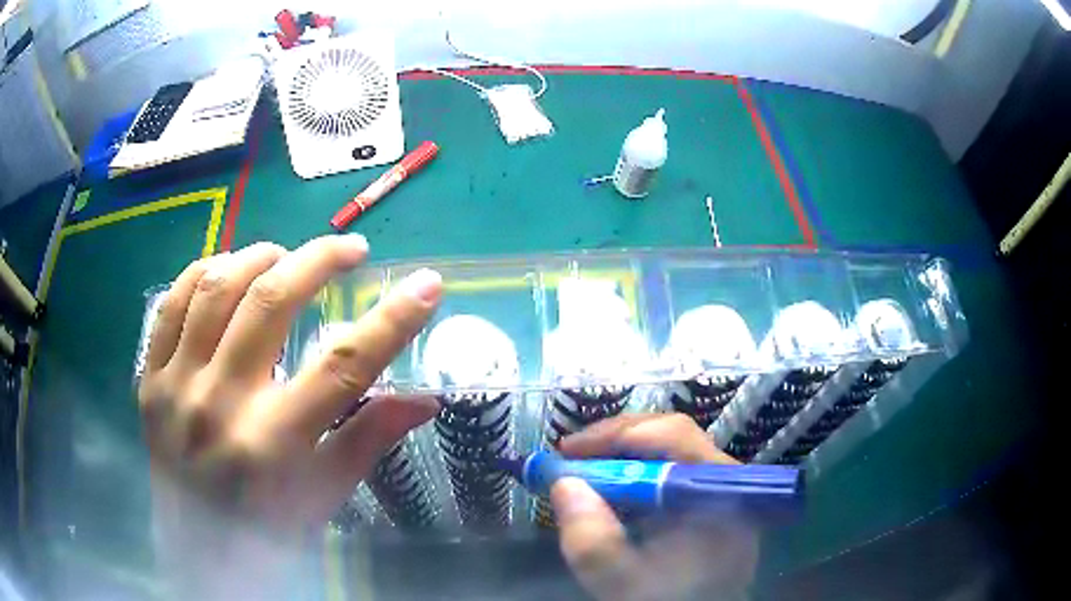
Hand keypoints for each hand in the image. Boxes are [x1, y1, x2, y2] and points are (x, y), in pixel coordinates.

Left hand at [138, 236, 441, 597]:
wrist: (196, 553)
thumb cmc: (267, 531)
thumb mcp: (323, 496)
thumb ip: (368, 439)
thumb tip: (426, 400)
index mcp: (275, 444)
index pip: (344, 366)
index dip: (392, 319)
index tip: (427, 284)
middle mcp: (221, 405)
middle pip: (272, 302)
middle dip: (320, 260)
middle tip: (349, 250)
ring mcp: (177, 386)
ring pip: (218, 288)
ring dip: (259, 257)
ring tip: (284, 255)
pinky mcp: (149, 380)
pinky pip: (171, 303)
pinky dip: (203, 272)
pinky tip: (226, 268)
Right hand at [551, 414, 759, 600]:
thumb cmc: (666, 599)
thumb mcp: (623, 583)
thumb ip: (592, 542)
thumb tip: (564, 483)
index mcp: (717, 494)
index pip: (674, 438)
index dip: (618, 435)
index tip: (569, 452)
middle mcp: (725, 480)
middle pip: (672, 436)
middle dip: (615, 440)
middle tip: (569, 456)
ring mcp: (718, 488)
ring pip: (670, 449)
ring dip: (621, 453)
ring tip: (583, 468)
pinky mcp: (706, 498)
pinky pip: (669, 468)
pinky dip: (633, 471)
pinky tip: (609, 487)